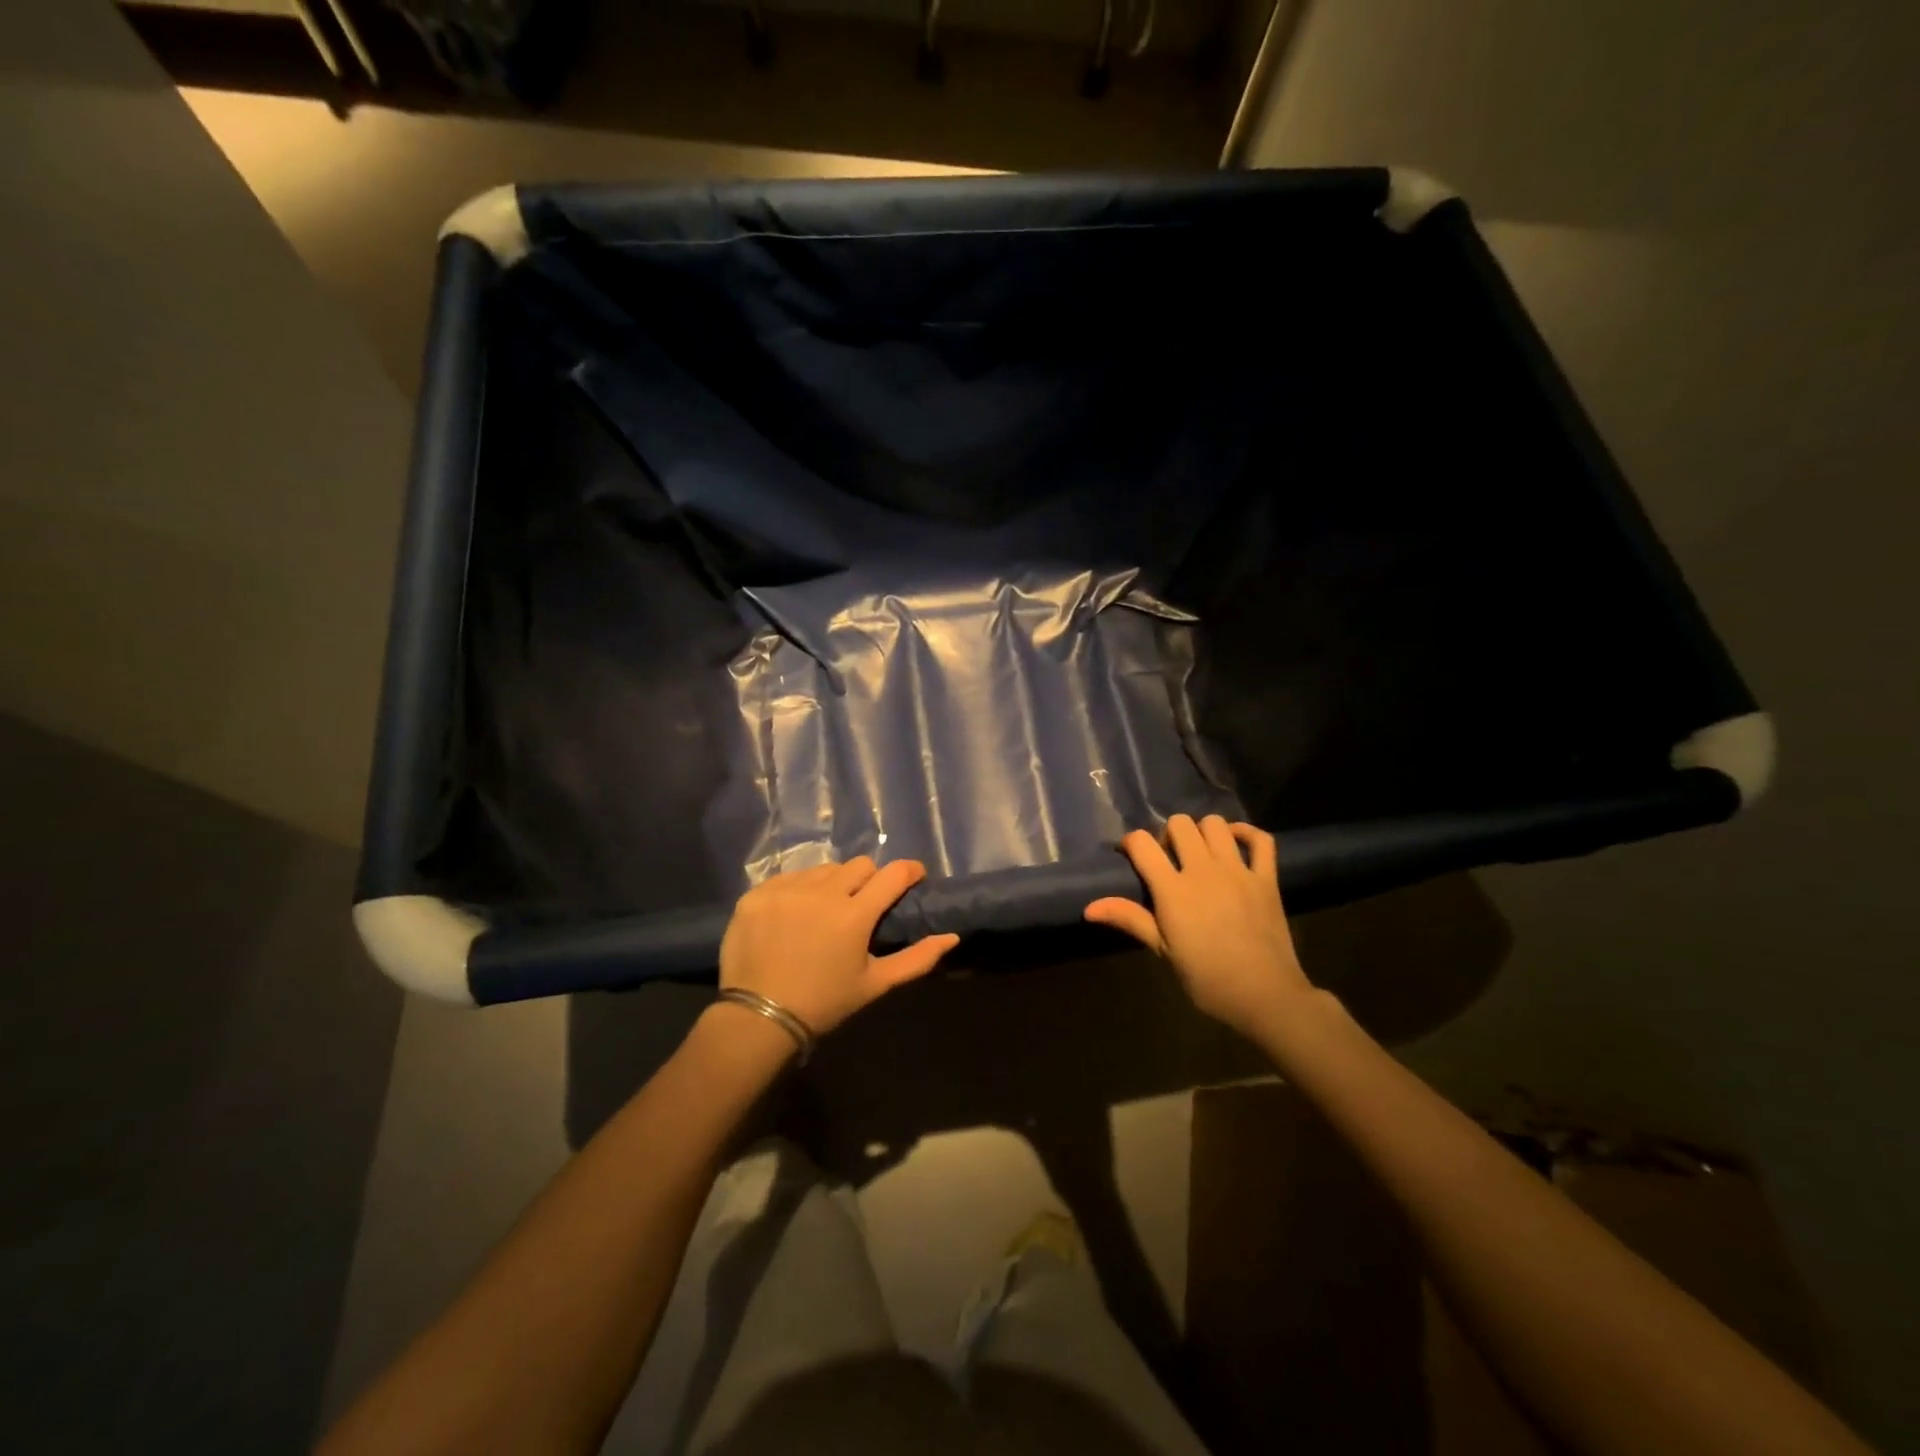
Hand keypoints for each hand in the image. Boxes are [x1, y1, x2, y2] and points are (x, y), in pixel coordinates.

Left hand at [719, 858, 959, 1036]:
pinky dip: (798, 890)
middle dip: (869, 880)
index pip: (893, 873)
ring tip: (824, 911)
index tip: (913, 877)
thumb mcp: (875, 985)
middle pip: (859, 865)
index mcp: (854, 915)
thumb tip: (952, 937)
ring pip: (823, 869)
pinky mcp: (758, 894)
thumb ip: (917, 959)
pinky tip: (793, 915)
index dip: (909, 871)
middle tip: (863, 904)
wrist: (758, 1018)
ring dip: (832, 884)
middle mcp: (822, 892)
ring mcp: (786, 890)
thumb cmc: (824, 1003)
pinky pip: (789, 877)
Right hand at [1085, 814, 1312, 1036]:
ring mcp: (1238, 870)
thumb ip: (1130, 919)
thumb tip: (1088, 909)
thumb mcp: (1163, 950)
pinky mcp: (1266, 878)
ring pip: (1215, 824)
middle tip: (1168, 858)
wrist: (1264, 995)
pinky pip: (1260, 840)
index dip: (1131, 843)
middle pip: (1179, 824)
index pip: (1142, 843)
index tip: (1130, 856)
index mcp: (1173, 889)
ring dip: (1203, 832)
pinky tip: (1234, 843)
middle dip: (1168, 834)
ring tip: (1200, 853)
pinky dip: (1246, 833)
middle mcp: (1203, 869)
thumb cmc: (1206, 978)